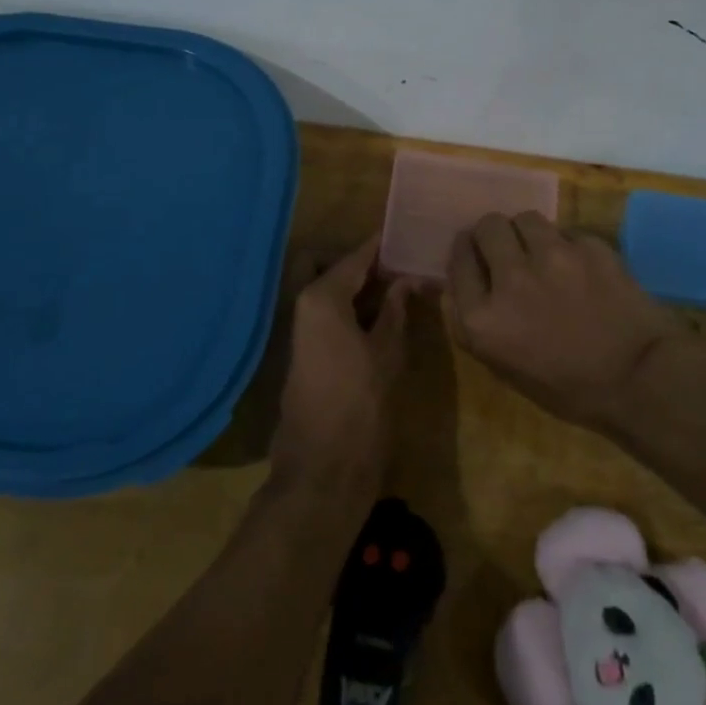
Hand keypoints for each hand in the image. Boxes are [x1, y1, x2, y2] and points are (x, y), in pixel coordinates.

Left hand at [269, 235, 412, 497]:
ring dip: (356, 287)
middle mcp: (302, 305)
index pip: (355, 257)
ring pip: (327, 290)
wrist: (323, 467)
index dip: (380, 247)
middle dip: (359, 263)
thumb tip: (405, 279)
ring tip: (398, 287)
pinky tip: (380, 316)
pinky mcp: (304, 352)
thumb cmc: (360, 404)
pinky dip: (349, 308)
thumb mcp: (387, 352)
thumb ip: (395, 309)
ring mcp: (299, 329)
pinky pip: (326, 314)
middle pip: (329, 266)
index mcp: (321, 297)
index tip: (406, 237)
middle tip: (397, 268)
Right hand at [444, 212, 684, 430]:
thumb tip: (457, 284)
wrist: (641, 381)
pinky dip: (568, 247)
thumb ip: (473, 322)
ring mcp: (553, 257)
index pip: (458, 260)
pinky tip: (581, 268)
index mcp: (483, 318)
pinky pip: (567, 233)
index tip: (475, 255)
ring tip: (542, 251)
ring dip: (528, 233)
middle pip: (487, 227)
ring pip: (526, 218)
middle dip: (493, 235)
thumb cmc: (568, 388)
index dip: (466, 254)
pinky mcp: (589, 247)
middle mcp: (511, 278)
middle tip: (507, 250)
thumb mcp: (504, 367)